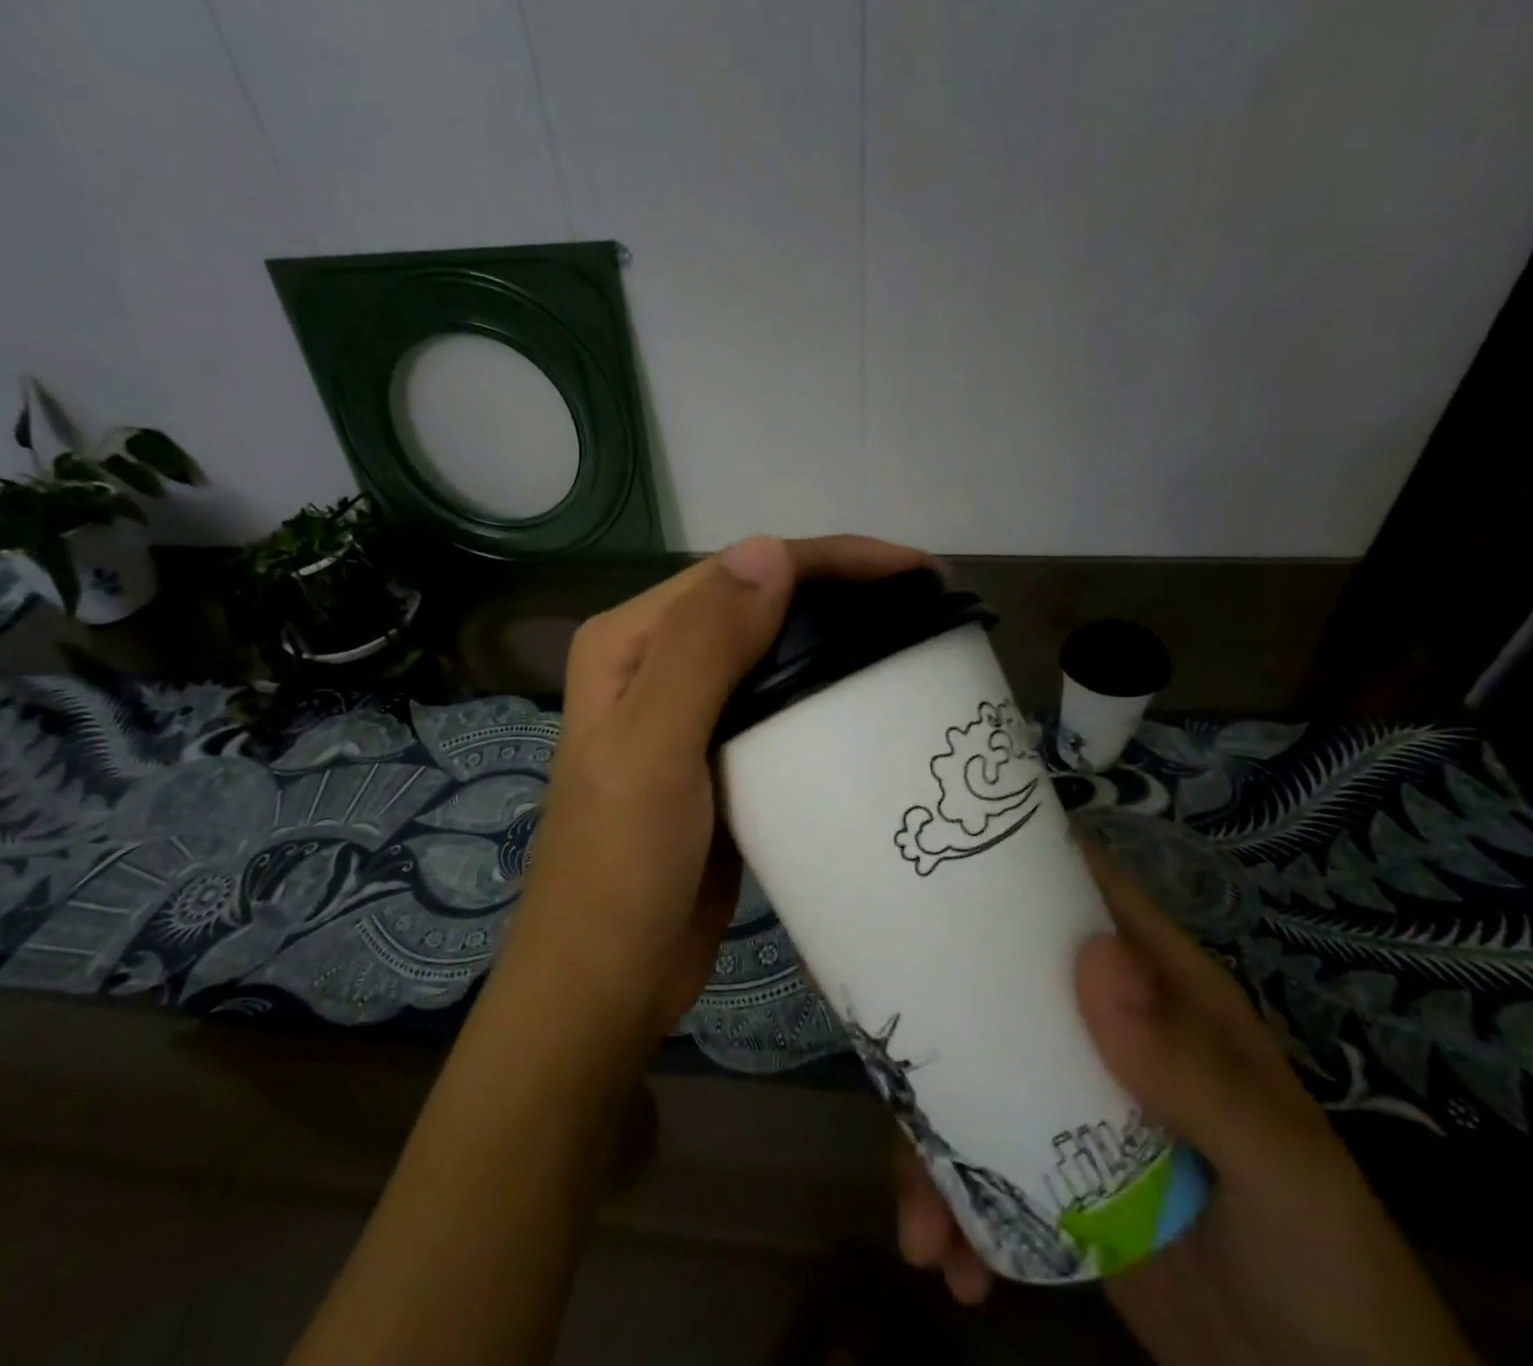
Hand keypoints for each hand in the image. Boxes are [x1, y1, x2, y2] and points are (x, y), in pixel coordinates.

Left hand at [509, 533, 930, 1054]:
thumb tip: (770, 550)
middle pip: (759, 602)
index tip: (914, 571)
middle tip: (925, 604)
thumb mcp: (653, 752)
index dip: (827, 560)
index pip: (738, 573)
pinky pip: (778, 703)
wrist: (607, 981)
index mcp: (630, 642)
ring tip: (911, 639)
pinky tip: (869, 699)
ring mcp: (687, 711)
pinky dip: (823, 692)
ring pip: (773, 650)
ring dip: (836, 638)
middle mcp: (655, 662)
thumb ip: (702, 649)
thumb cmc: (621, 869)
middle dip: (840, 591)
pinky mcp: (718, 755)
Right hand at [894, 842, 1478, 1365]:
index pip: (1078, 891)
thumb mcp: (1278, 1165)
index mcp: (1156, 989)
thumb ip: (1192, 1068)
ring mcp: (1066, 1097)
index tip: (931, 857)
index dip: (1011, 860)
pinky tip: (947, 1260)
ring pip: (967, 1072)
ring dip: (928, 1141)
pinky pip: (974, 1159)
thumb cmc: (1325, 1260)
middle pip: (994, 978)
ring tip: (919, 1222)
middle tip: (879, 1039)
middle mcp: (1099, 1025)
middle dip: (932, 1006)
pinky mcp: (1046, 1169)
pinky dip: (950, 1205)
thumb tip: (1092, 956)